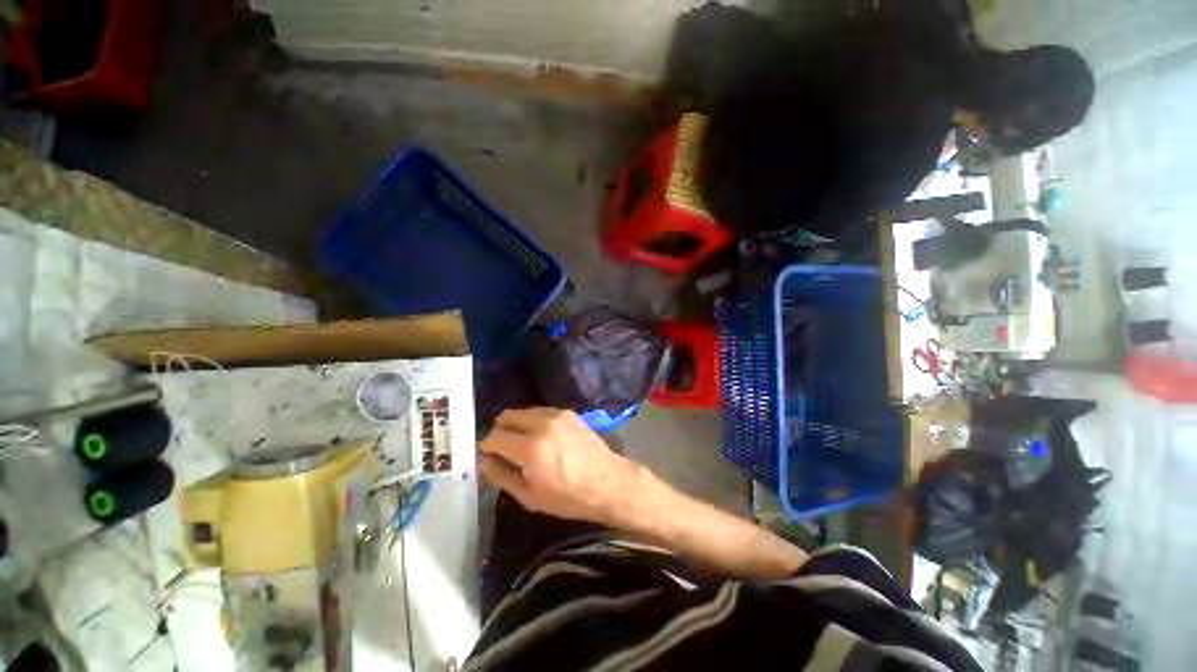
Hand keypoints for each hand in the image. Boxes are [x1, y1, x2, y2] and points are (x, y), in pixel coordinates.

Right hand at [478, 408, 643, 524]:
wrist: (606, 482)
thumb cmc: (567, 496)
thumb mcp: (529, 496)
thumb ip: (502, 476)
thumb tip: (484, 461)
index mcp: (530, 448)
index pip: (494, 437)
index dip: (487, 447)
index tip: (489, 456)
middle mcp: (542, 424)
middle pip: (507, 417)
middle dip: (500, 431)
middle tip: (503, 448)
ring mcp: (557, 414)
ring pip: (523, 411)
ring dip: (516, 424)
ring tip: (522, 442)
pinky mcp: (568, 412)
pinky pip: (541, 411)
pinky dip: (533, 420)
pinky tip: (540, 436)